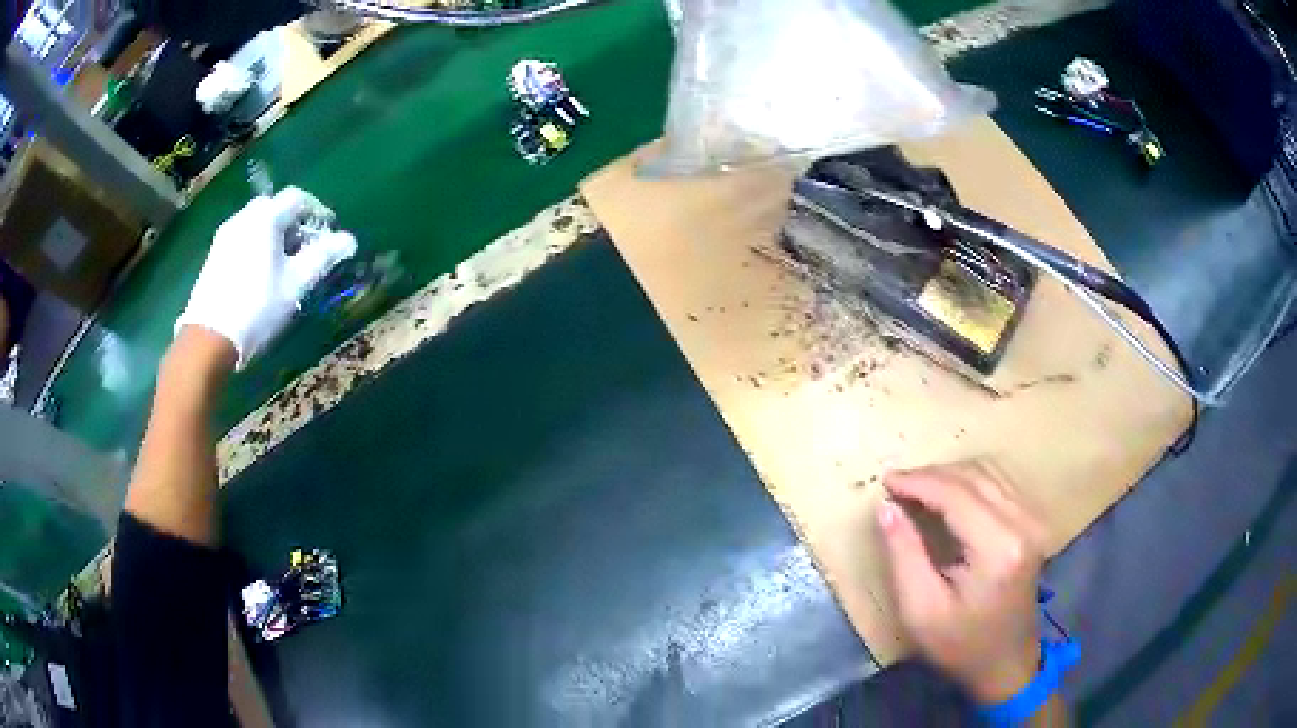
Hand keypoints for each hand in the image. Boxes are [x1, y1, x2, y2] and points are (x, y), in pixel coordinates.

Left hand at [175, 187, 356, 368]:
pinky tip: (260, 274)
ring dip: (274, 235)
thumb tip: (349, 240)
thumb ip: (322, 256)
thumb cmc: (257, 306)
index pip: (297, 198)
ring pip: (257, 223)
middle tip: (305, 250)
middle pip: (275, 207)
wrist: (209, 337)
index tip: (327, 234)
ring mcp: (225, 235)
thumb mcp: (295, 283)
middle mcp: (243, 217)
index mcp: (265, 217)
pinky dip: (257, 245)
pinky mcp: (214, 255)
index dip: (317, 212)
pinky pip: (242, 238)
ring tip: (283, 264)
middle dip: (294, 223)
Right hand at [877, 462, 1049, 703]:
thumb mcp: (920, 610)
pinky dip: (969, 481)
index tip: (886, 481)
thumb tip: (886, 507)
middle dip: (932, 474)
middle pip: (974, 475)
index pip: (957, 493)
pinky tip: (948, 496)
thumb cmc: (960, 645)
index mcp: (998, 548)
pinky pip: (1000, 482)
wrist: (1006, 662)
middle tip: (897, 486)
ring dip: (950, 474)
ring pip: (989, 471)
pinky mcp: (1034, 521)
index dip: (919, 481)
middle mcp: (1023, 523)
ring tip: (917, 489)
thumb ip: (903, 554)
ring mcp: (1034, 520)